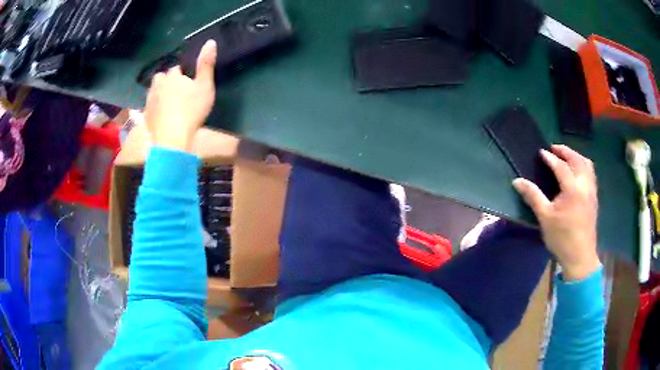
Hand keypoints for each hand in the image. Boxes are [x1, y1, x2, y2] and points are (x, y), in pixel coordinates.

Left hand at [144, 40, 217, 150]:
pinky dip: (154, 108)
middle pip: (161, 77)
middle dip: (167, 81)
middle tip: (176, 92)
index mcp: (173, 76)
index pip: (177, 69)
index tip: (188, 83)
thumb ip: (206, 64)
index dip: (182, 74)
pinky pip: (149, 107)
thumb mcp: (205, 86)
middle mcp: (158, 84)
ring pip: (153, 91)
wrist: (172, 138)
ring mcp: (150, 100)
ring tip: (168, 102)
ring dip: (159, 93)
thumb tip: (211, 41)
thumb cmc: (191, 110)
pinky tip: (161, 115)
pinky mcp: (146, 116)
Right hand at [513, 145, 599, 280]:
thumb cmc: (561, 238)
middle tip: (554, 149)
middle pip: (577, 160)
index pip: (561, 166)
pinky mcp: (594, 198)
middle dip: (566, 151)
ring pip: (587, 165)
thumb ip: (533, 196)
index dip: (550, 158)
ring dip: (576, 157)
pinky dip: (583, 166)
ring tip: (566, 157)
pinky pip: (591, 174)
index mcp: (573, 189)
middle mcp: (585, 185)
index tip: (541, 152)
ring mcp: (591, 191)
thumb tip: (517, 181)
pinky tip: (577, 173)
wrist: (580, 256)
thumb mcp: (545, 218)